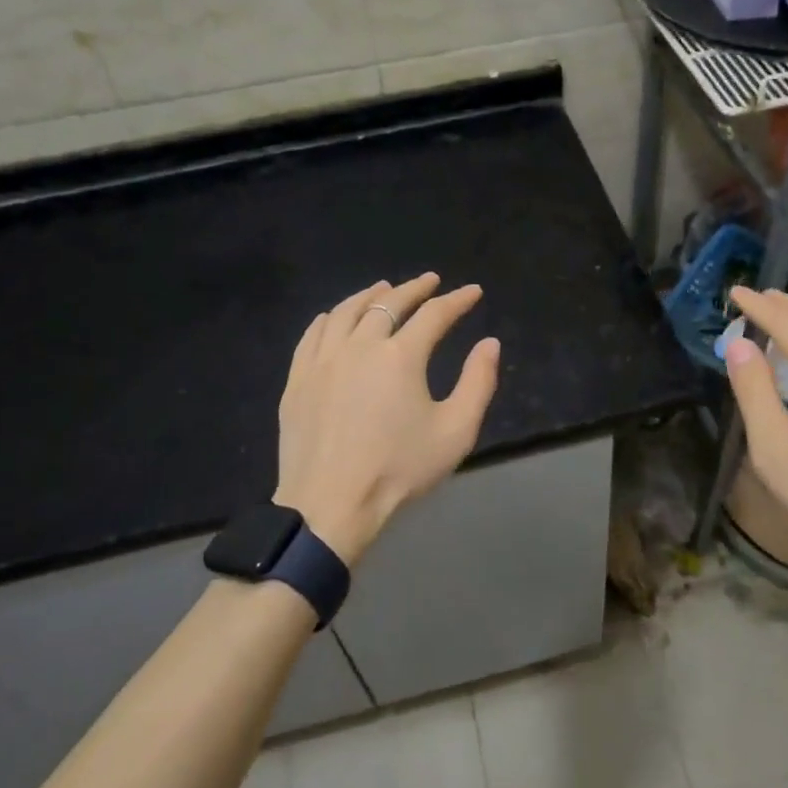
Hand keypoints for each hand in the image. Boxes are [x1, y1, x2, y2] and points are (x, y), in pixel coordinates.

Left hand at [275, 273, 500, 565]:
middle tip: (430, 281)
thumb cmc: (398, 471)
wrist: (329, 506)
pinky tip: (336, 317)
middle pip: (388, 304)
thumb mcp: (455, 432)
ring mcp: (323, 360)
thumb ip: (478, 383)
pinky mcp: (298, 379)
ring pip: (347, 311)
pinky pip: (313, 334)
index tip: (472, 292)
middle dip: (414, 288)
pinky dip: (331, 317)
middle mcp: (360, 346)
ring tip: (383, 288)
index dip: (457, 300)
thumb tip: (489, 343)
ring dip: (370, 295)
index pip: (435, 314)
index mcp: (401, 356)